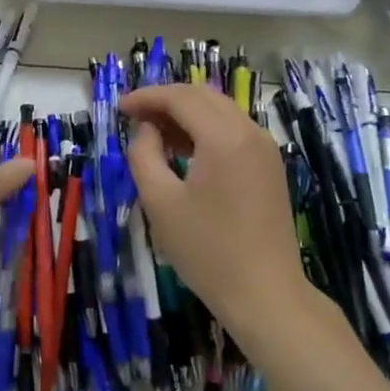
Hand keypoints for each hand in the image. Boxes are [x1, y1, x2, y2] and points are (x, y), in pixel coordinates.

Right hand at [120, 83, 310, 335]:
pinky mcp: (270, 167)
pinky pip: (234, 132)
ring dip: (186, 114)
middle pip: (203, 97)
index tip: (119, 109)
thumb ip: (144, 155)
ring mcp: (265, 149)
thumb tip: (147, 130)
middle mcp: (250, 132)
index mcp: (224, 137)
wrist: (264, 293)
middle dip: (166, 100)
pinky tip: (184, 150)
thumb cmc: (206, 250)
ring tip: (154, 133)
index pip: (180, 98)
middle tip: (134, 117)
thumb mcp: (160, 201)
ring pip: (221, 112)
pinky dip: (206, 130)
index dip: (146, 97)